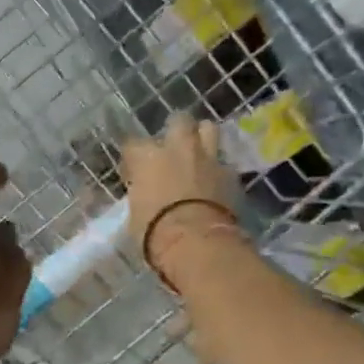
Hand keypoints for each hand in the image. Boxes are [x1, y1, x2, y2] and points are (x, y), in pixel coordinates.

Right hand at [121, 114, 240, 285]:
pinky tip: (216, 183)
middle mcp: (177, 148)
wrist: (196, 243)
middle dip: (176, 130)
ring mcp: (207, 158)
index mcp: (147, 157)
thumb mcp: (135, 212)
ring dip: (203, 138)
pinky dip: (219, 171)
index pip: (133, 144)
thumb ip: (142, 194)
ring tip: (199, 154)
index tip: (134, 171)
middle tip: (173, 148)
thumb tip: (146, 193)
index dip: (134, 157)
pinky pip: (224, 164)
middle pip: (178, 121)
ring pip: (209, 128)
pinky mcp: (230, 174)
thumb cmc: (154, 232)